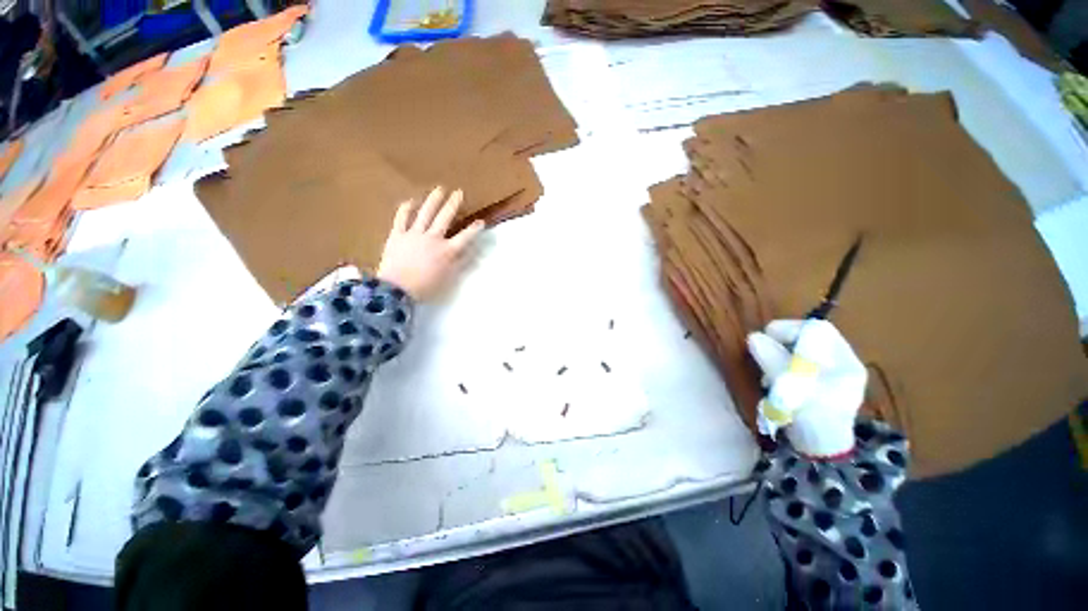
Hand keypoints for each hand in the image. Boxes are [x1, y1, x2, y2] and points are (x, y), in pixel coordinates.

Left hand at [376, 187, 484, 300]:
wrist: (397, 289)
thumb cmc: (426, 287)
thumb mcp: (449, 278)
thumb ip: (461, 263)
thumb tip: (473, 251)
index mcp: (447, 251)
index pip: (465, 237)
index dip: (474, 229)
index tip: (481, 221)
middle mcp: (433, 238)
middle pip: (445, 218)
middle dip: (453, 204)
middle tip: (459, 192)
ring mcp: (414, 234)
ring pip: (425, 214)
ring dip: (433, 200)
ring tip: (440, 189)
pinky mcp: (397, 235)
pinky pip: (401, 219)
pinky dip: (406, 209)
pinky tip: (411, 201)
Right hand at [746, 319, 865, 457]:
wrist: (819, 450)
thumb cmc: (812, 416)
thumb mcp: (791, 385)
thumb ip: (772, 358)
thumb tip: (753, 337)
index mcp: (844, 360)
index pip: (816, 329)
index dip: (789, 329)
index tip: (766, 339)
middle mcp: (839, 362)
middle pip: (805, 339)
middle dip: (780, 347)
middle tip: (764, 360)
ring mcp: (829, 373)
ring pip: (797, 352)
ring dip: (777, 359)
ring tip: (770, 377)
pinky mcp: (816, 383)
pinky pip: (794, 364)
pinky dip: (780, 369)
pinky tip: (775, 383)